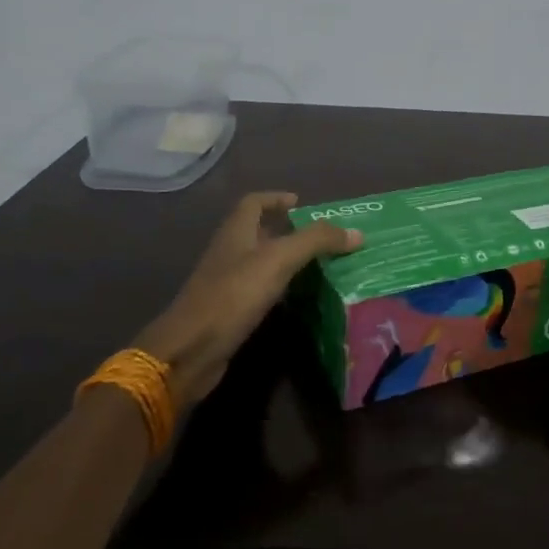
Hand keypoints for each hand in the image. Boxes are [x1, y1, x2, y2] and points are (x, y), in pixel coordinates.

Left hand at [137, 192, 360, 404]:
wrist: (191, 349)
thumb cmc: (233, 294)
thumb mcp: (279, 260)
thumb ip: (316, 241)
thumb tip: (356, 232)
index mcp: (236, 231)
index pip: (254, 203)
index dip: (276, 198)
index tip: (301, 203)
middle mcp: (229, 252)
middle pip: (258, 231)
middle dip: (287, 230)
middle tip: (321, 237)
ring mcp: (226, 283)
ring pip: (259, 262)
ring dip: (285, 260)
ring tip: (319, 265)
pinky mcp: (229, 311)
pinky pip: (258, 290)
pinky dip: (279, 288)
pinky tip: (298, 298)